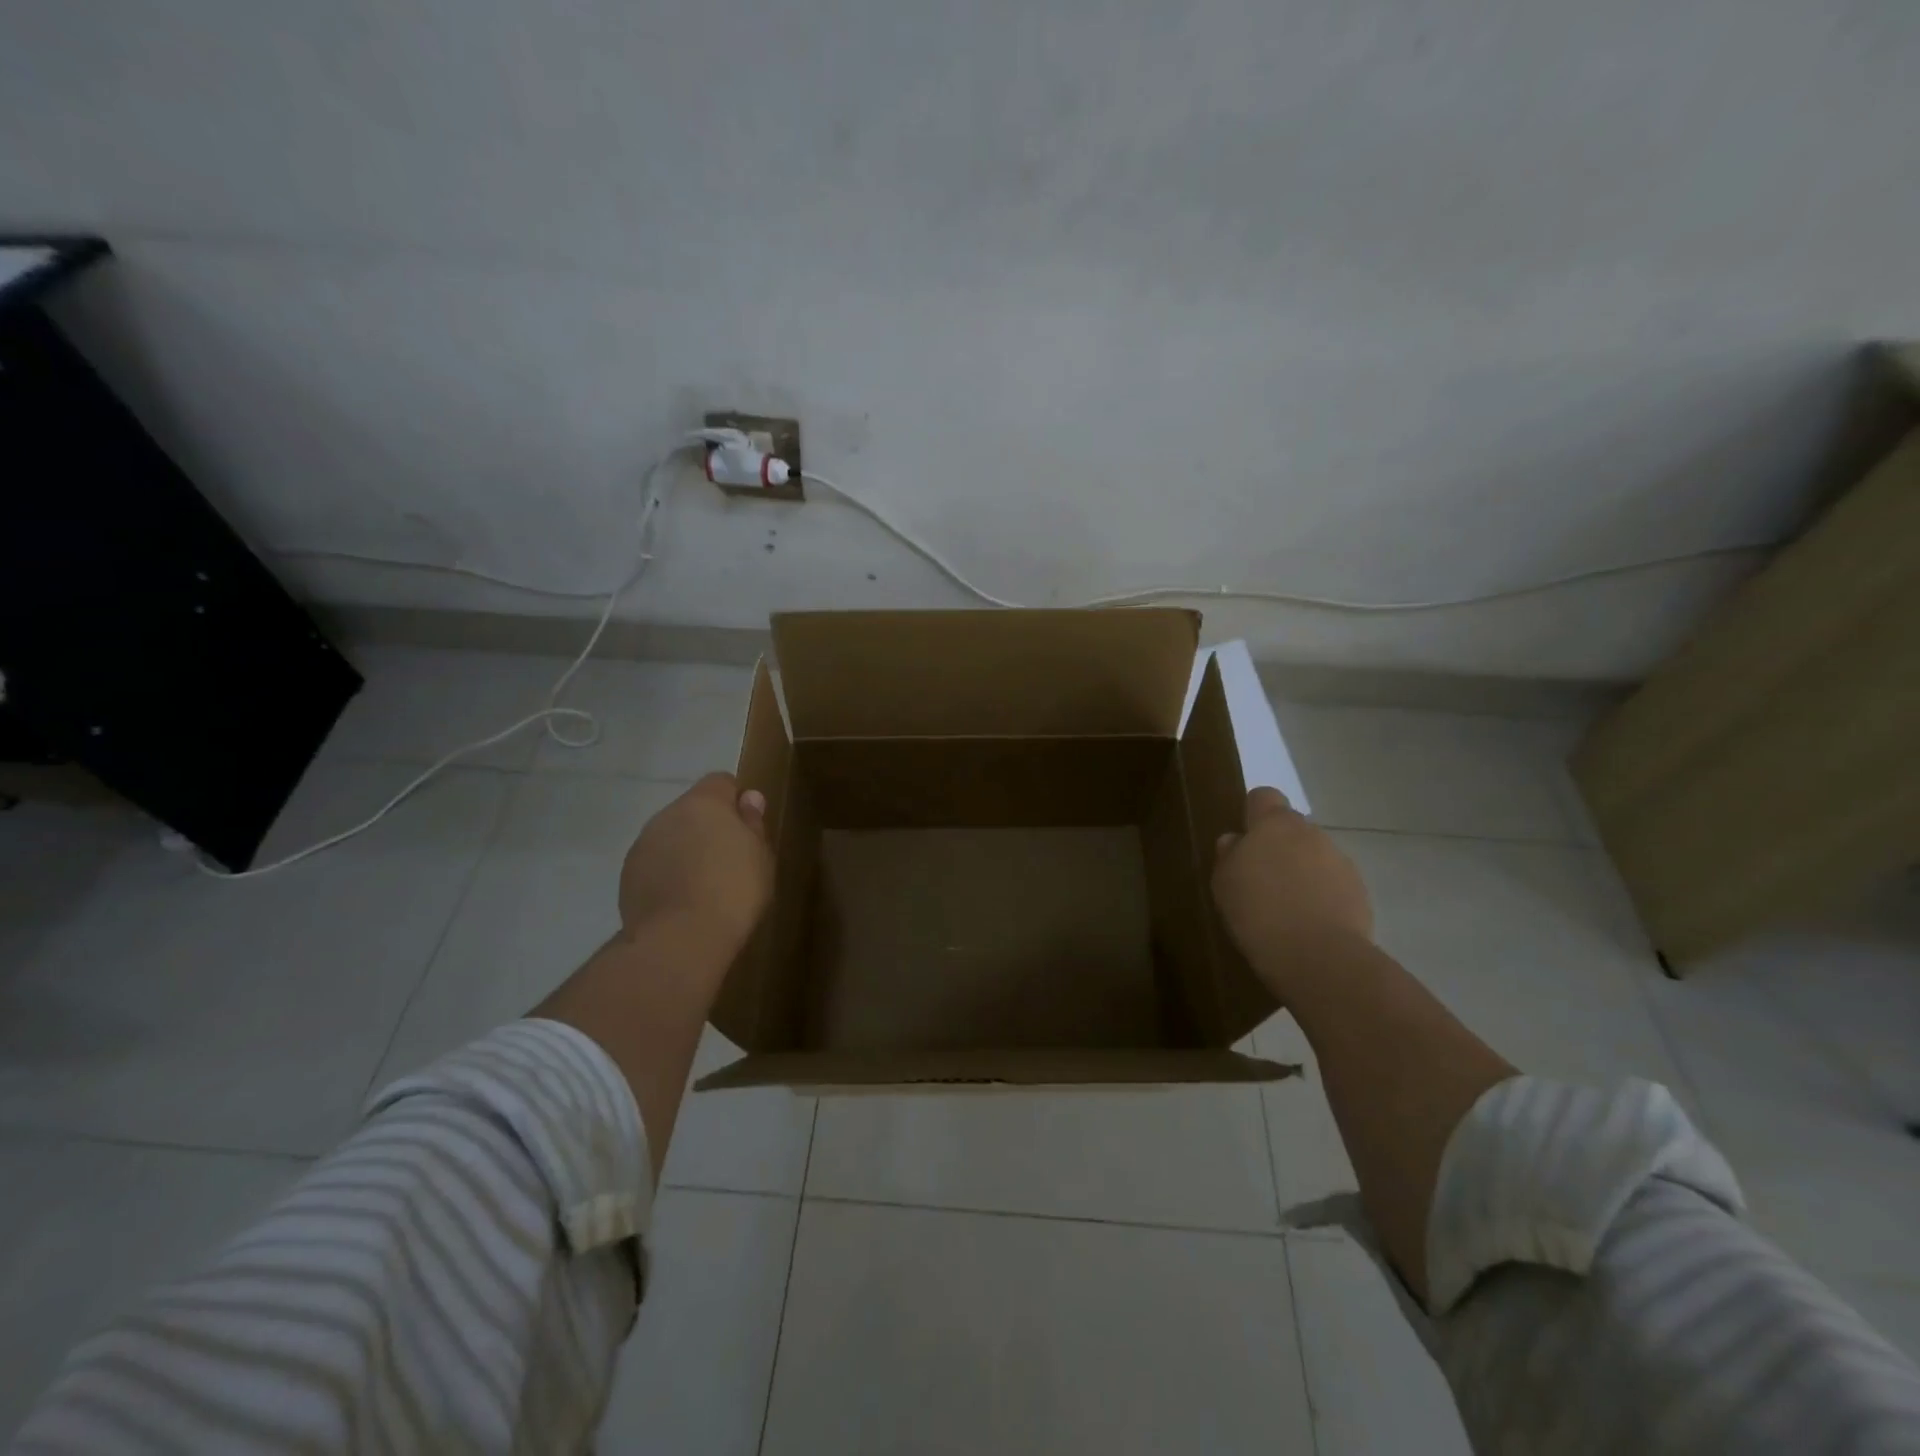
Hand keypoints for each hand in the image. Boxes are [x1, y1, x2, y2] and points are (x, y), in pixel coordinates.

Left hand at [617, 773, 773, 954]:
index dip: (735, 801)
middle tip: (729, 860)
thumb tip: (749, 798)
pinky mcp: (628, 875)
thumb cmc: (734, 890)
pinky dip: (667, 873)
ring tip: (703, 885)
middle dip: (708, 827)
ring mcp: (643, 844)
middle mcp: (667, 815)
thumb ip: (752, 823)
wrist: (681, 939)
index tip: (746, 829)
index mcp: (704, 803)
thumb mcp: (760, 856)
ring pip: (670, 836)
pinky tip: (681, 901)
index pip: (721, 781)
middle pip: (692, 810)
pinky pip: (654, 863)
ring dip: (685, 849)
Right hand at [1212, 787, 1372, 1000]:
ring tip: (1287, 906)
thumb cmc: (1258, 912)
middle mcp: (1310, 832)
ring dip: (1302, 870)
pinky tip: (1309, 922)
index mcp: (1274, 824)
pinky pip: (1333, 882)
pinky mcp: (1359, 890)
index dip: (1253, 813)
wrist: (1318, 957)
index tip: (1244, 839)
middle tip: (1261, 879)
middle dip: (1279, 846)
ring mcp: (1340, 860)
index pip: (1264, 797)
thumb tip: (1236, 840)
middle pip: (1292, 828)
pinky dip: (1322, 894)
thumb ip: (1229, 855)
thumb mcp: (1224, 883)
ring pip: (1314, 855)